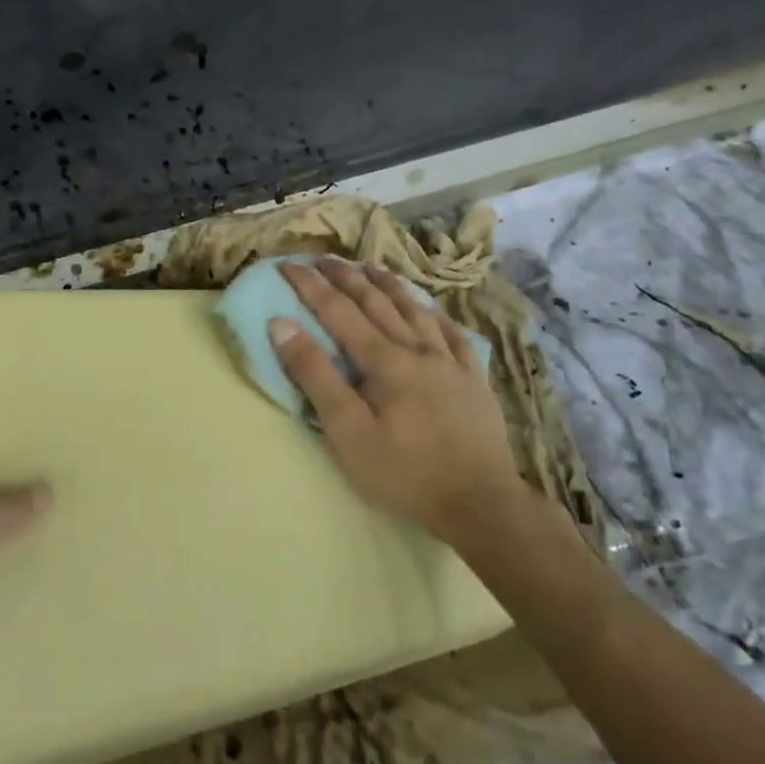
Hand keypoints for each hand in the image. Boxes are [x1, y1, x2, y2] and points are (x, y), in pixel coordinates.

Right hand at [271, 258, 523, 544]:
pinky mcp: (474, 381)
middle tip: (323, 259)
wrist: (481, 504)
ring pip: (415, 311)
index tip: (288, 265)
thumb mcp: (347, 431)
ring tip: (371, 268)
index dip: (310, 286)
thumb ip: (315, 375)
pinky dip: (436, 317)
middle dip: (346, 277)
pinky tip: (431, 311)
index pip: (338, 310)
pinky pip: (454, 336)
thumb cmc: (404, 472)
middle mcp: (416, 349)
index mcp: (383, 360)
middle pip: (376, 302)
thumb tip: (283, 324)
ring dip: (389, 286)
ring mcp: (450, 363)